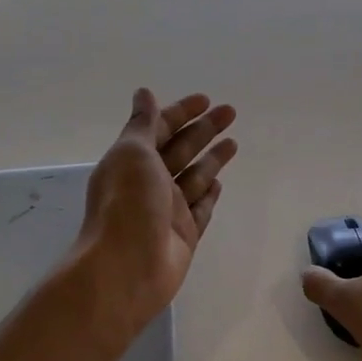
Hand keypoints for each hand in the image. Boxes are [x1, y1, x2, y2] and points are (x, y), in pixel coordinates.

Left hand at [74, 89, 237, 327]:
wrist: (127, 267)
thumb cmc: (128, 203)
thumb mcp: (132, 153)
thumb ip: (143, 124)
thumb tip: (143, 93)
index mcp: (133, 161)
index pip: (160, 128)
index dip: (181, 112)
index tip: (206, 100)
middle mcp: (149, 183)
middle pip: (182, 149)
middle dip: (204, 130)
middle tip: (231, 112)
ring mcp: (168, 210)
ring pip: (195, 177)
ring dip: (212, 158)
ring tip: (233, 142)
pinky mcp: (185, 235)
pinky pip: (200, 209)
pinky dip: (209, 194)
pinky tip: (220, 183)